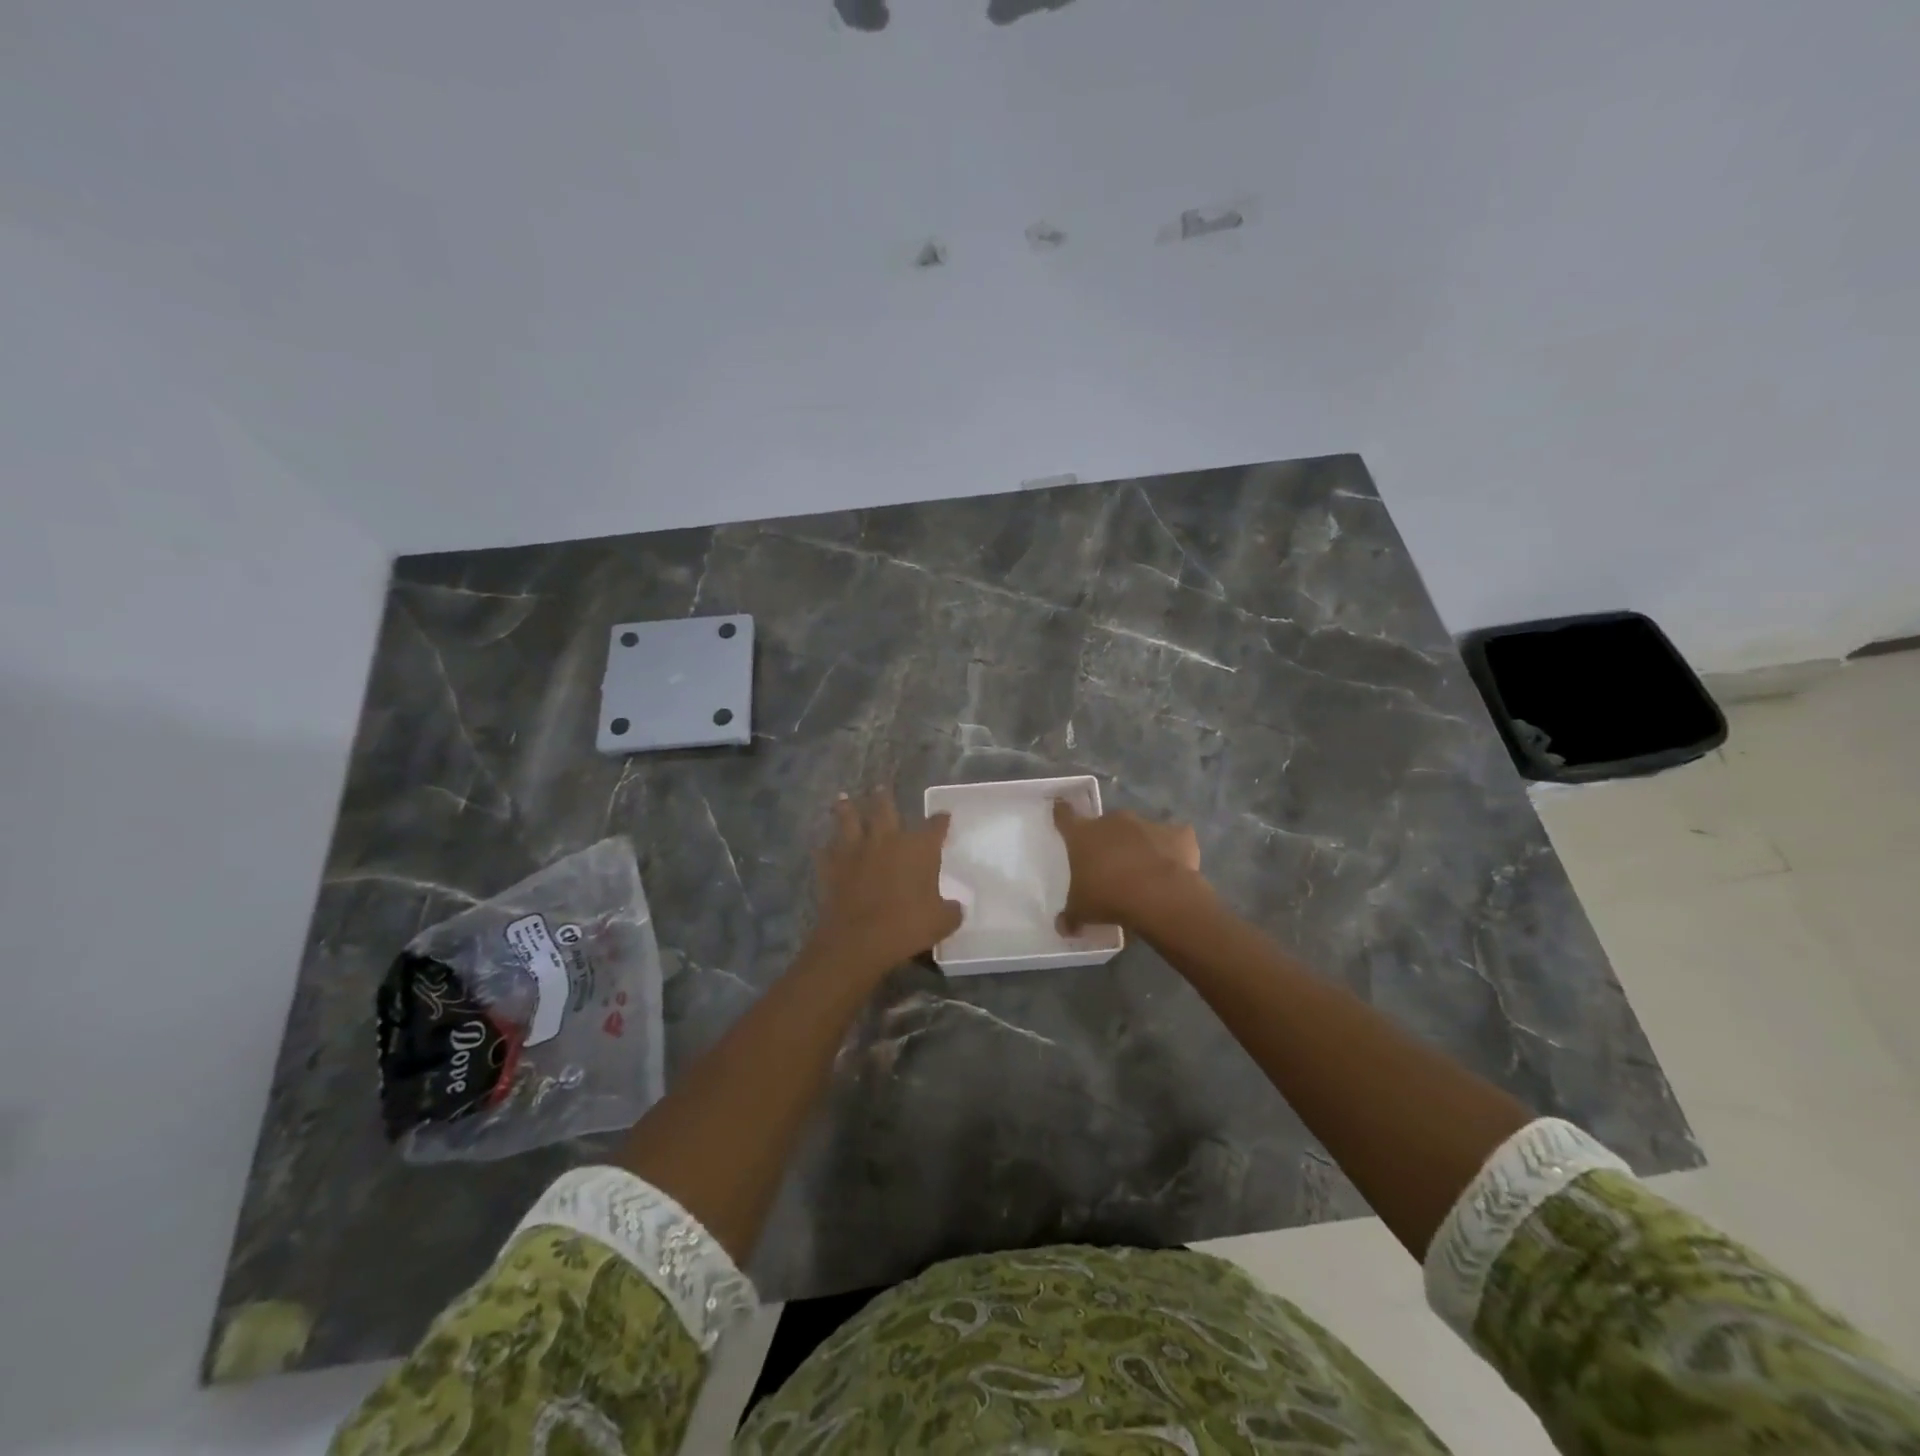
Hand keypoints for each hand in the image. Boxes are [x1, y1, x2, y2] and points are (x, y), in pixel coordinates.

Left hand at [809, 790, 962, 976]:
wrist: (858, 939)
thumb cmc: (906, 926)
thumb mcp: (941, 922)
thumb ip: (950, 911)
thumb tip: (955, 908)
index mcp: (918, 848)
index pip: (934, 826)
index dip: (940, 821)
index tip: (943, 817)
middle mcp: (887, 839)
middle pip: (885, 808)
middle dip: (884, 797)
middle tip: (881, 787)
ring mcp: (855, 850)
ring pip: (849, 820)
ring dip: (846, 808)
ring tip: (843, 798)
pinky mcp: (831, 866)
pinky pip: (825, 851)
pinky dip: (824, 848)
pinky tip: (821, 846)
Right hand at [1052, 798, 1206, 933]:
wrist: (1159, 895)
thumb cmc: (1108, 897)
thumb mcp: (1082, 911)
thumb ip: (1070, 916)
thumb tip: (1063, 927)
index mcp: (1084, 834)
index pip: (1065, 815)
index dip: (1062, 814)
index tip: (1061, 810)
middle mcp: (1113, 821)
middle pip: (1105, 825)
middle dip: (1107, 840)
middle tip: (1109, 865)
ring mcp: (1147, 824)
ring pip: (1139, 831)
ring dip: (1138, 845)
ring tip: (1143, 873)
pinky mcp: (1178, 833)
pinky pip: (1173, 839)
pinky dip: (1172, 850)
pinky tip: (1173, 868)